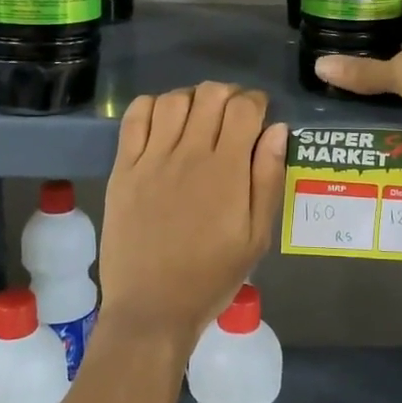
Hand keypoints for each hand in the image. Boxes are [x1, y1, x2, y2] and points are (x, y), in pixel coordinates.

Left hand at [99, 82, 287, 355]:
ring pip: (174, 99)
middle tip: (232, 117)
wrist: (152, 308)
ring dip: (192, 99)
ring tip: (198, 118)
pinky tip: (163, 121)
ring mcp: (152, 159)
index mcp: (227, 171)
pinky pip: (135, 118)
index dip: (256, 101)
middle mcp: (190, 154)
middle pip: (211, 94)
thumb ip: (268, 179)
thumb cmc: (211, 277)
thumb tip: (277, 130)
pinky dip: (152, 106)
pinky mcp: (124, 168)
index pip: (244, 107)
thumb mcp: (257, 237)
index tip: (259, 115)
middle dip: (228, 95)